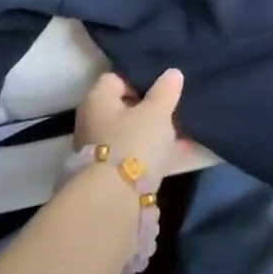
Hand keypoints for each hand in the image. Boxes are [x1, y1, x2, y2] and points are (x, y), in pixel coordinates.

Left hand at [74, 68, 185, 191]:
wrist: (115, 201)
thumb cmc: (134, 142)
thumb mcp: (157, 111)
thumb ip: (166, 90)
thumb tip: (172, 73)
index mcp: (97, 99)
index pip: (117, 78)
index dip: (141, 79)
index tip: (163, 87)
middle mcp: (91, 122)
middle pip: (124, 108)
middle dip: (149, 109)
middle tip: (174, 108)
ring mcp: (98, 151)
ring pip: (130, 133)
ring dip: (152, 133)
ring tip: (181, 131)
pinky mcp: (109, 175)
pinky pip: (135, 155)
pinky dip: (152, 153)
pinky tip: (177, 153)